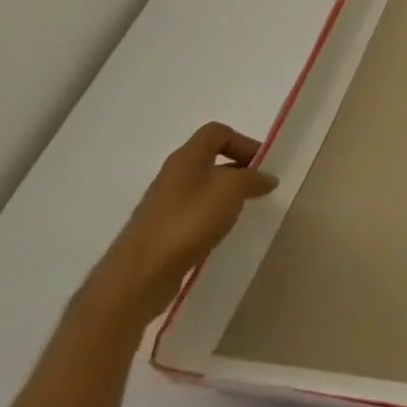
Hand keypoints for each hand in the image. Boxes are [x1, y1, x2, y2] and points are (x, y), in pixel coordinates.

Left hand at [87, 123, 277, 326]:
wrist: (140, 273)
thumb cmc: (188, 221)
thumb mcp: (232, 190)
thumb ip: (253, 178)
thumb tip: (266, 178)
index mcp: (187, 158)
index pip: (217, 132)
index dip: (243, 141)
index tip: (261, 164)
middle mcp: (173, 175)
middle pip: (211, 159)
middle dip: (239, 169)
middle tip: (259, 187)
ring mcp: (164, 202)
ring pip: (203, 185)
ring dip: (227, 193)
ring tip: (242, 211)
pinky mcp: (162, 227)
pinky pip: (194, 210)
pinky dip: (213, 214)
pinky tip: (221, 231)